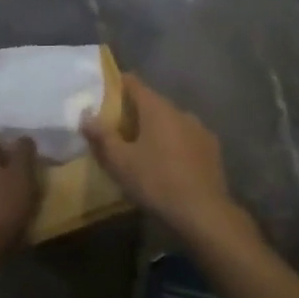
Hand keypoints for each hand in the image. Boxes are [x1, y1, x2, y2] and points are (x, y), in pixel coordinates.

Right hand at [82, 74, 246, 242]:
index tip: (103, 93)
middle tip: (118, 129)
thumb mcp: (121, 162)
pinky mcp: (212, 149)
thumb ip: (102, 136)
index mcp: (157, 108)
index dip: (117, 84)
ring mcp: (199, 129)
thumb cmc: (157, 181)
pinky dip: (175, 145)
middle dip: (135, 112)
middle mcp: (180, 111)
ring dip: (157, 130)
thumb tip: (86, 116)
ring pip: (171, 122)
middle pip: (152, 103)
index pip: (133, 83)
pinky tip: (169, 165)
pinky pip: (187, 138)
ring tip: (144, 150)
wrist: (205, 214)